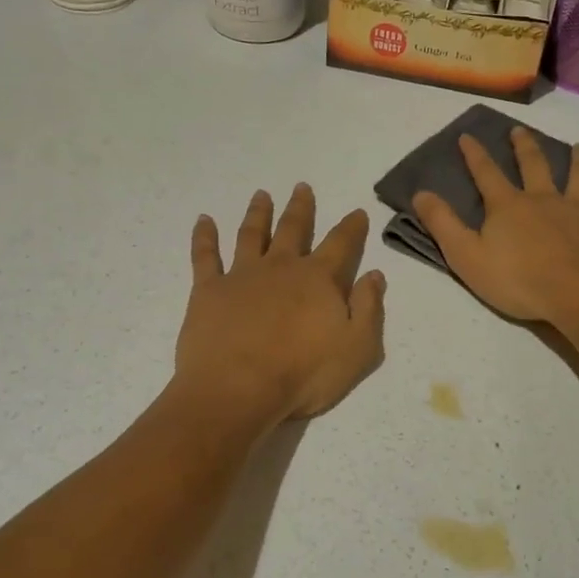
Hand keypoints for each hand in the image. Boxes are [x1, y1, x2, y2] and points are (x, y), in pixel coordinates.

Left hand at [175, 184, 386, 423]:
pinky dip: (204, 236)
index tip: (357, 211)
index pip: (341, 244)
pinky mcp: (208, 291)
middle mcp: (280, 267)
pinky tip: (203, 220)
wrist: (237, 390)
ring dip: (258, 213)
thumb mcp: (357, 348)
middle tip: (302, 187)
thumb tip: (375, 275)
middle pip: (293, 229)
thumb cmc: (304, 374)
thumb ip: (369, 308)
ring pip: (251, 234)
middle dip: (301, 208)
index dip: (351, 227)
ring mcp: (241, 276)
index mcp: (318, 280)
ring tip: (261, 195)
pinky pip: (205, 256)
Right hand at [413, 128, 578, 325]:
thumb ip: (443, 224)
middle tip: (521, 131)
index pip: (486, 173)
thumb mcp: (466, 257)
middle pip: (534, 164)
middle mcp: (544, 198)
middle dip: (524, 146)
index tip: (467, 136)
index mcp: (508, 206)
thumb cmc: (518, 281)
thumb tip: (420, 193)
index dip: (474, 155)